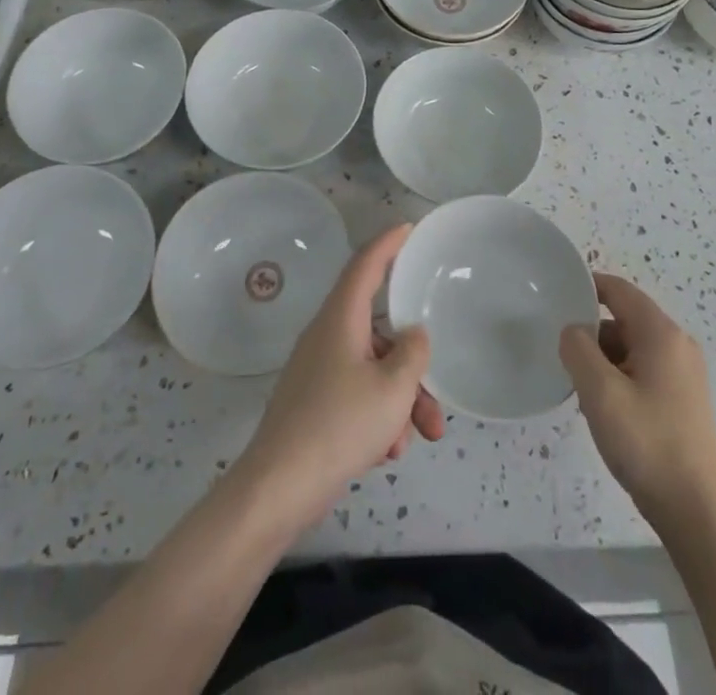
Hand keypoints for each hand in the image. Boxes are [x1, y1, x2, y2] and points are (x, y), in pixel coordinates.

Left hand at [231, 223, 444, 530]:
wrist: (280, 487)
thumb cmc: (340, 425)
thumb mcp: (392, 388)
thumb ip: (412, 354)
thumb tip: (413, 335)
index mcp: (341, 319)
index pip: (365, 265)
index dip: (387, 244)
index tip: (407, 228)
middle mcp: (327, 336)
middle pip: (379, 333)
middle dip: (412, 367)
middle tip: (436, 402)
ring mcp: (318, 371)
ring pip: (372, 370)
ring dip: (400, 401)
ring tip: (415, 440)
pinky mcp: (314, 403)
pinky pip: (357, 396)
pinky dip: (377, 417)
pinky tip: (385, 454)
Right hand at [559, 272, 715, 524]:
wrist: (698, 512)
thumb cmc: (647, 443)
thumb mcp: (600, 392)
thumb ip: (577, 349)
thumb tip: (573, 331)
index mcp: (661, 333)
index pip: (618, 290)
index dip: (587, 286)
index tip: (555, 296)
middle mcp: (677, 345)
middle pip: (624, 319)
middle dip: (591, 332)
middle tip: (562, 354)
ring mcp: (684, 373)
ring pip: (631, 347)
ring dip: (603, 359)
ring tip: (580, 388)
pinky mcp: (683, 399)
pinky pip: (643, 371)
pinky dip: (619, 378)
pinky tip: (604, 409)